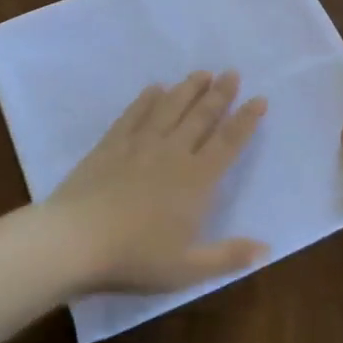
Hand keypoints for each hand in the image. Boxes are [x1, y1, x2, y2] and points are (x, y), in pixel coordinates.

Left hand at [49, 71, 268, 294]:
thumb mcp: (188, 268)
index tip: (259, 99)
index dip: (245, 120)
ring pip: (170, 108)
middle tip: (232, 73)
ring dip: (188, 89)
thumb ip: (228, 256)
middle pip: (201, 117)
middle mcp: (172, 153)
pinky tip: (154, 88)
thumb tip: (267, 249)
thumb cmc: (135, 257)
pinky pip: (134, 114)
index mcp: (196, 180)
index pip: (228, 143)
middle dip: (220, 94)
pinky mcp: (110, 144)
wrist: (75, 241)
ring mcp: (139, 145)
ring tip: (202, 73)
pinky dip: (146, 99)